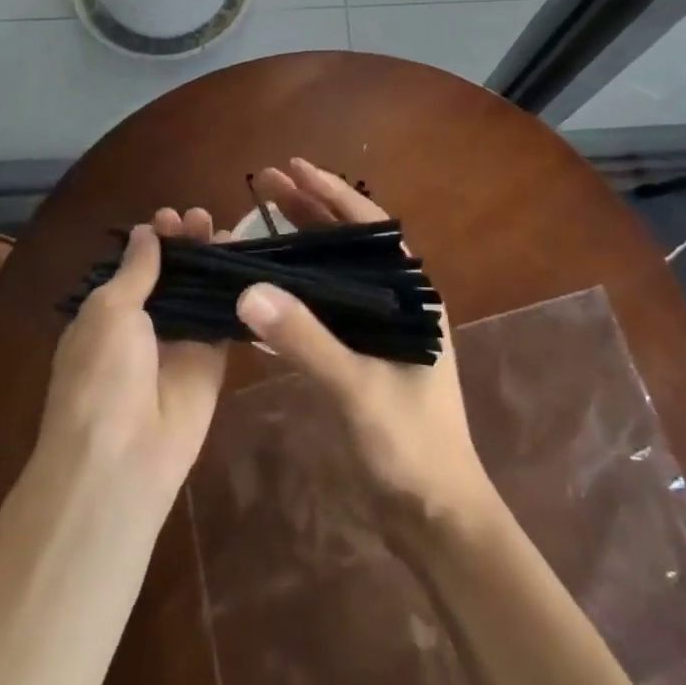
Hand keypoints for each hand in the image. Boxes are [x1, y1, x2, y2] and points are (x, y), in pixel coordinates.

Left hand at [38, 208, 229, 500]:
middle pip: (172, 273)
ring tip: (227, 230)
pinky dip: (236, 292)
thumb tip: (146, 231)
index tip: (169, 218)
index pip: (136, 265)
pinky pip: (225, 320)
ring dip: (211, 260)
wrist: (122, 459)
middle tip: (201, 218)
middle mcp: (144, 323)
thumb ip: (136, 270)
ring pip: (200, 291)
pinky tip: (250, 262)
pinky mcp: (211, 362)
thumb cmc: (101, 375)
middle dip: (185, 242)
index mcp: (109, 311)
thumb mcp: (109, 310)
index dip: (154, 239)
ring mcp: (179, 342)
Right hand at [239, 159, 493, 539]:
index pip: (367, 226)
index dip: (330, 192)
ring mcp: (377, 327)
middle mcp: (395, 300)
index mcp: (410, 293)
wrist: (436, 517)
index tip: (293, 167)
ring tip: (260, 218)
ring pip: (334, 271)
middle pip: (347, 242)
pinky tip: (267, 279)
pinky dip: (297, 286)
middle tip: (265, 184)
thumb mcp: (358, 390)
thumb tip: (249, 289)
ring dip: (301, 244)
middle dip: (308, 210)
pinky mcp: (361, 353)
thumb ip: (306, 340)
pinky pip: (324, 305)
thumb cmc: (411, 447)